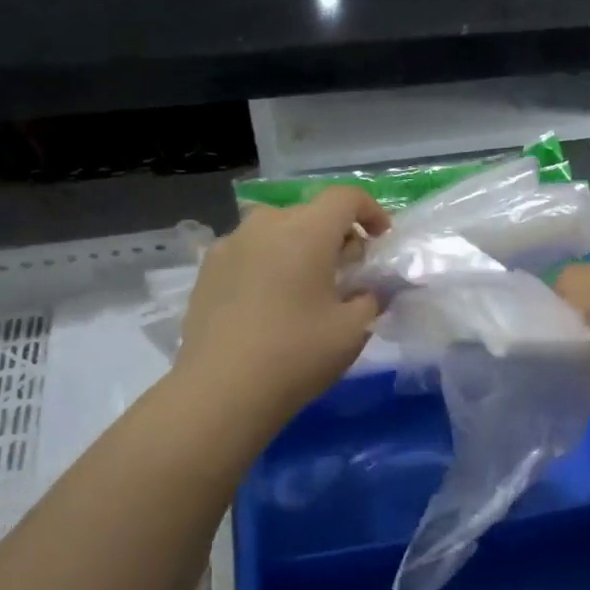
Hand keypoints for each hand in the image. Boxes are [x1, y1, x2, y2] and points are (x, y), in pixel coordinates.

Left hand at [176, 187, 389, 434]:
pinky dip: (270, 263)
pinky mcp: (207, 269)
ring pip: (277, 230)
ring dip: (300, 247)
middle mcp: (265, 225)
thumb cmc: (297, 354)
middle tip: (349, 271)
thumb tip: (371, 288)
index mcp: (306, 230)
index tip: (382, 240)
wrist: (221, 391)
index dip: (371, 211)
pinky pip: (250, 251)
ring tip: (308, 286)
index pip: (346, 197)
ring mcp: (230, 245)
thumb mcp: (354, 329)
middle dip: (337, 234)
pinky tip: (272, 302)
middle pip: (311, 212)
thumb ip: (372, 297)